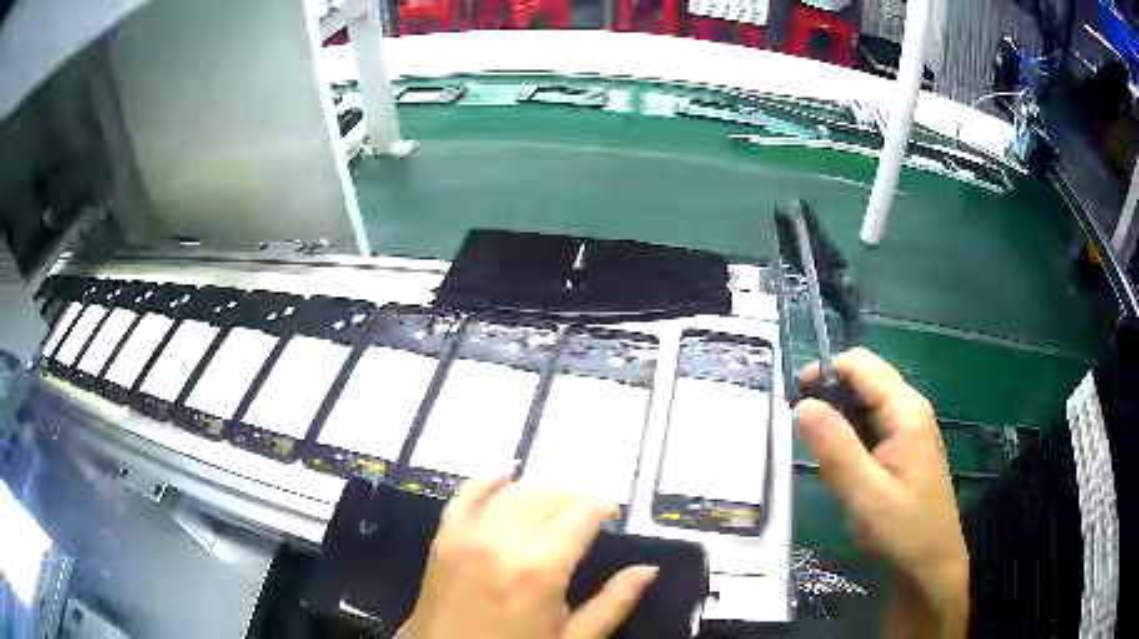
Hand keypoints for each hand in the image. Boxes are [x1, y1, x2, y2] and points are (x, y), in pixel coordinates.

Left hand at [401, 480, 657, 638]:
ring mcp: (469, 536)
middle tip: (588, 505)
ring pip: (513, 491)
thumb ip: (613, 603)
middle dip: (574, 494)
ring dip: (540, 486)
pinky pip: (466, 495)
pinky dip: (487, 480)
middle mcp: (504, 542)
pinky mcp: (444, 538)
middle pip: (547, 496)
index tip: (612, 508)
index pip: (580, 514)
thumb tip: (648, 569)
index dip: (601, 504)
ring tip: (557, 494)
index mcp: (542, 569)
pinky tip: (505, 473)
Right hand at [797, 348, 967, 637]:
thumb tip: (803, 404)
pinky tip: (840, 463)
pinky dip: (851, 434)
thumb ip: (834, 446)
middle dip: (829, 394)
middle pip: (864, 378)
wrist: (931, 565)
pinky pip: (873, 425)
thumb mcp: (864, 493)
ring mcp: (910, 429)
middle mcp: (910, 409)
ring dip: (839, 416)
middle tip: (800, 430)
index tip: (792, 403)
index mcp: (905, 410)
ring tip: (817, 451)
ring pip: (867, 403)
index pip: (859, 364)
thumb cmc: (901, 530)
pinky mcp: (906, 448)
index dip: (823, 373)